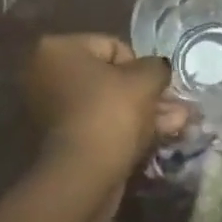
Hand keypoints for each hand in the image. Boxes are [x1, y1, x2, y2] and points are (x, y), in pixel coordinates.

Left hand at [24, 34, 174, 180]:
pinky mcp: (60, 139)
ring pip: (108, 104)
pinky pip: (99, 124)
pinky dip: (124, 129)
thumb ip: (157, 67)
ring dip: (142, 112)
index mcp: (57, 49)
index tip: (157, 88)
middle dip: (145, 94)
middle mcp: (45, 74)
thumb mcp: (146, 79)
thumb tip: (159, 70)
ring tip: (176, 124)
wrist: (84, 175)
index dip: (142, 67)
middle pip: (110, 78)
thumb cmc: (112, 113)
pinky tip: (156, 137)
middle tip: (175, 108)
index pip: (112, 46)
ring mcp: (49, 109)